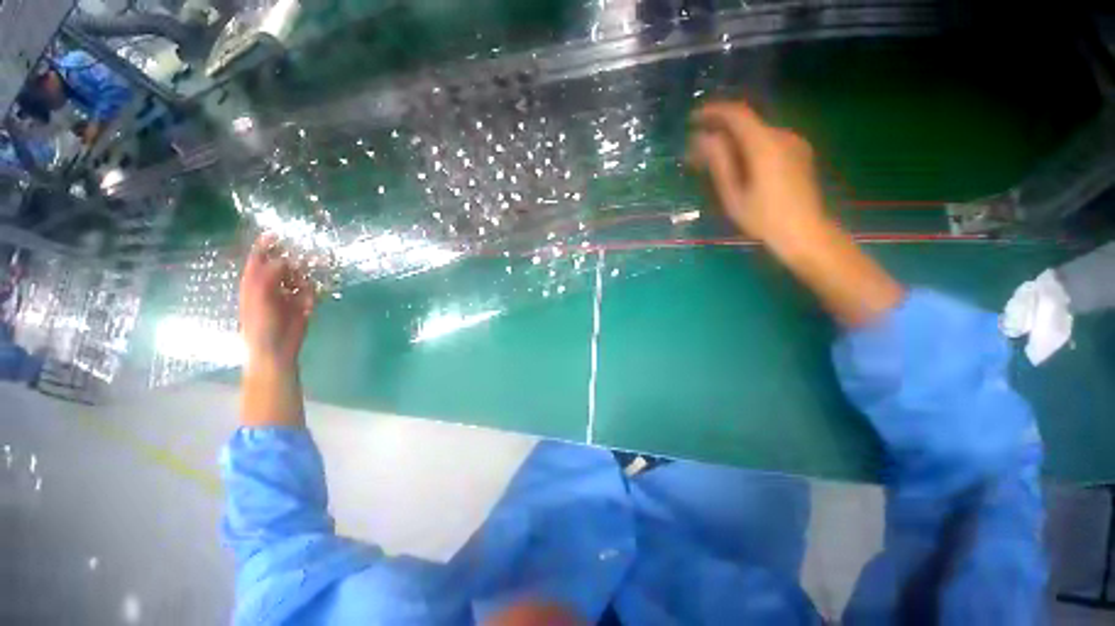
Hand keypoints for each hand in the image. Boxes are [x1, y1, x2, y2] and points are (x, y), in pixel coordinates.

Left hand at [239, 233, 314, 369]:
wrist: (275, 350)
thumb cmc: (260, 325)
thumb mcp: (260, 299)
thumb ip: (269, 277)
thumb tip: (284, 260)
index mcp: (254, 283)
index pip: (259, 259)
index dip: (265, 246)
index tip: (276, 233)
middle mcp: (271, 286)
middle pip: (283, 266)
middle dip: (294, 262)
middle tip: (306, 260)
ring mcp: (287, 295)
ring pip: (300, 278)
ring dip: (305, 281)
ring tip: (305, 291)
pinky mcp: (302, 305)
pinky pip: (311, 293)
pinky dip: (312, 296)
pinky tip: (307, 307)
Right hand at [689, 100, 828, 249]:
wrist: (805, 232)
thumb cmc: (764, 219)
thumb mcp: (734, 195)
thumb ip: (719, 163)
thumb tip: (703, 138)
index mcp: (765, 145)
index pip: (737, 114)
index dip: (713, 112)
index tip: (693, 119)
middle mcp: (782, 135)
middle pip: (746, 122)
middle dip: (719, 130)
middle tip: (698, 150)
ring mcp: (794, 142)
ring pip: (757, 131)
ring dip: (733, 140)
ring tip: (713, 160)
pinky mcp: (799, 151)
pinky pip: (768, 140)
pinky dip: (749, 145)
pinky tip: (738, 163)